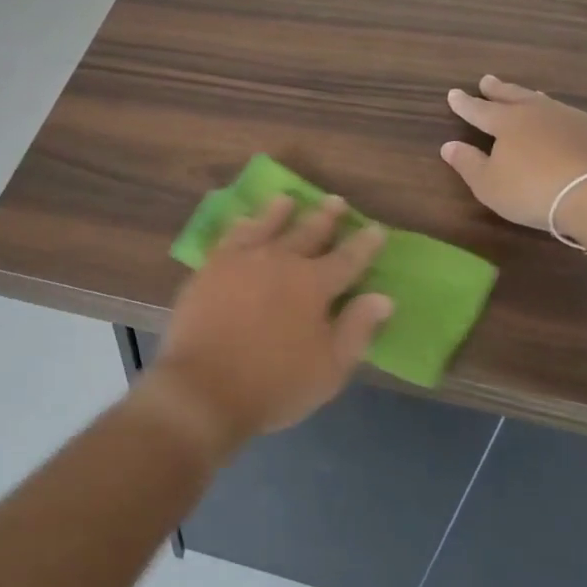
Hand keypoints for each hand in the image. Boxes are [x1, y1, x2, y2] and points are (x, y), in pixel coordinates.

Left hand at [142, 196, 391, 457]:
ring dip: (280, 212)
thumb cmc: (274, 384)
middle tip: (335, 201)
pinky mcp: (211, 267)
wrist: (204, 387)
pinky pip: (231, 236)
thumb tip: (382, 298)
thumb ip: (356, 329)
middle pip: (308, 232)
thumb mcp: (329, 369)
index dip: (364, 245)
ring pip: (266, 225)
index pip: (348, 259)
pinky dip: (241, 225)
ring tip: (287, 200)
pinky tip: (244, 221)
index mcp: (313, 284)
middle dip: (325, 217)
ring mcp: (242, 259)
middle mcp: (280, 261)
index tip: (376, 229)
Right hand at [440, 77, 586, 238]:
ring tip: (527, 95)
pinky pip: (574, 119)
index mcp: (508, 123)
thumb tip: (449, 145)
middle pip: (514, 96)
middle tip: (487, 80)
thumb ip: (468, 164)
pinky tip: (567, 125)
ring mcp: (574, 120)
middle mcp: (539, 113)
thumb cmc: (534, 191)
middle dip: (498, 89)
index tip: (454, 93)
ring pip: (546, 103)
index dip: (465, 103)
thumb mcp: (489, 185)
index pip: (479, 109)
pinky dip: (563, 119)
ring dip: (532, 98)